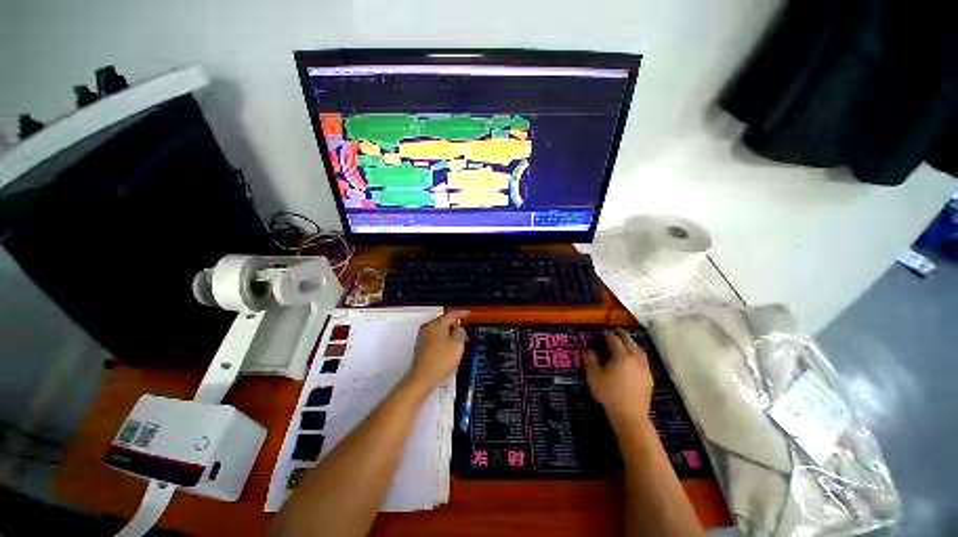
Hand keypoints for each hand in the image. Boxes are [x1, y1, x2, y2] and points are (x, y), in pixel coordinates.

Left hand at [406, 310, 469, 392]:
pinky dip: (443, 341)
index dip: (461, 313)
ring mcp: (423, 337)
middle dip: (455, 326)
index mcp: (437, 324)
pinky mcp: (420, 346)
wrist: (423, 377)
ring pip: (439, 331)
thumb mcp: (457, 343)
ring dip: (449, 335)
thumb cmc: (442, 359)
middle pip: (444, 322)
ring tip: (457, 343)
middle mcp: (428, 327)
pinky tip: (448, 351)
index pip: (451, 314)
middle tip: (464, 333)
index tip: (468, 314)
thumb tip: (458, 327)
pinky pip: (435, 339)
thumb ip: (460, 331)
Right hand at [584, 329, 653, 430]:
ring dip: (633, 343)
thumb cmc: (609, 394)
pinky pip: (644, 360)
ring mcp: (644, 369)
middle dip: (622, 335)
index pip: (614, 340)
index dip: (607, 335)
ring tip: (627, 341)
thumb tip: (590, 351)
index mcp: (621, 356)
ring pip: (639, 350)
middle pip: (629, 342)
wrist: (630, 416)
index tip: (602, 332)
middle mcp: (635, 359)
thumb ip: (590, 361)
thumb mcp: (593, 376)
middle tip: (616, 330)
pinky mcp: (649, 378)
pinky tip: (635, 359)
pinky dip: (638, 354)